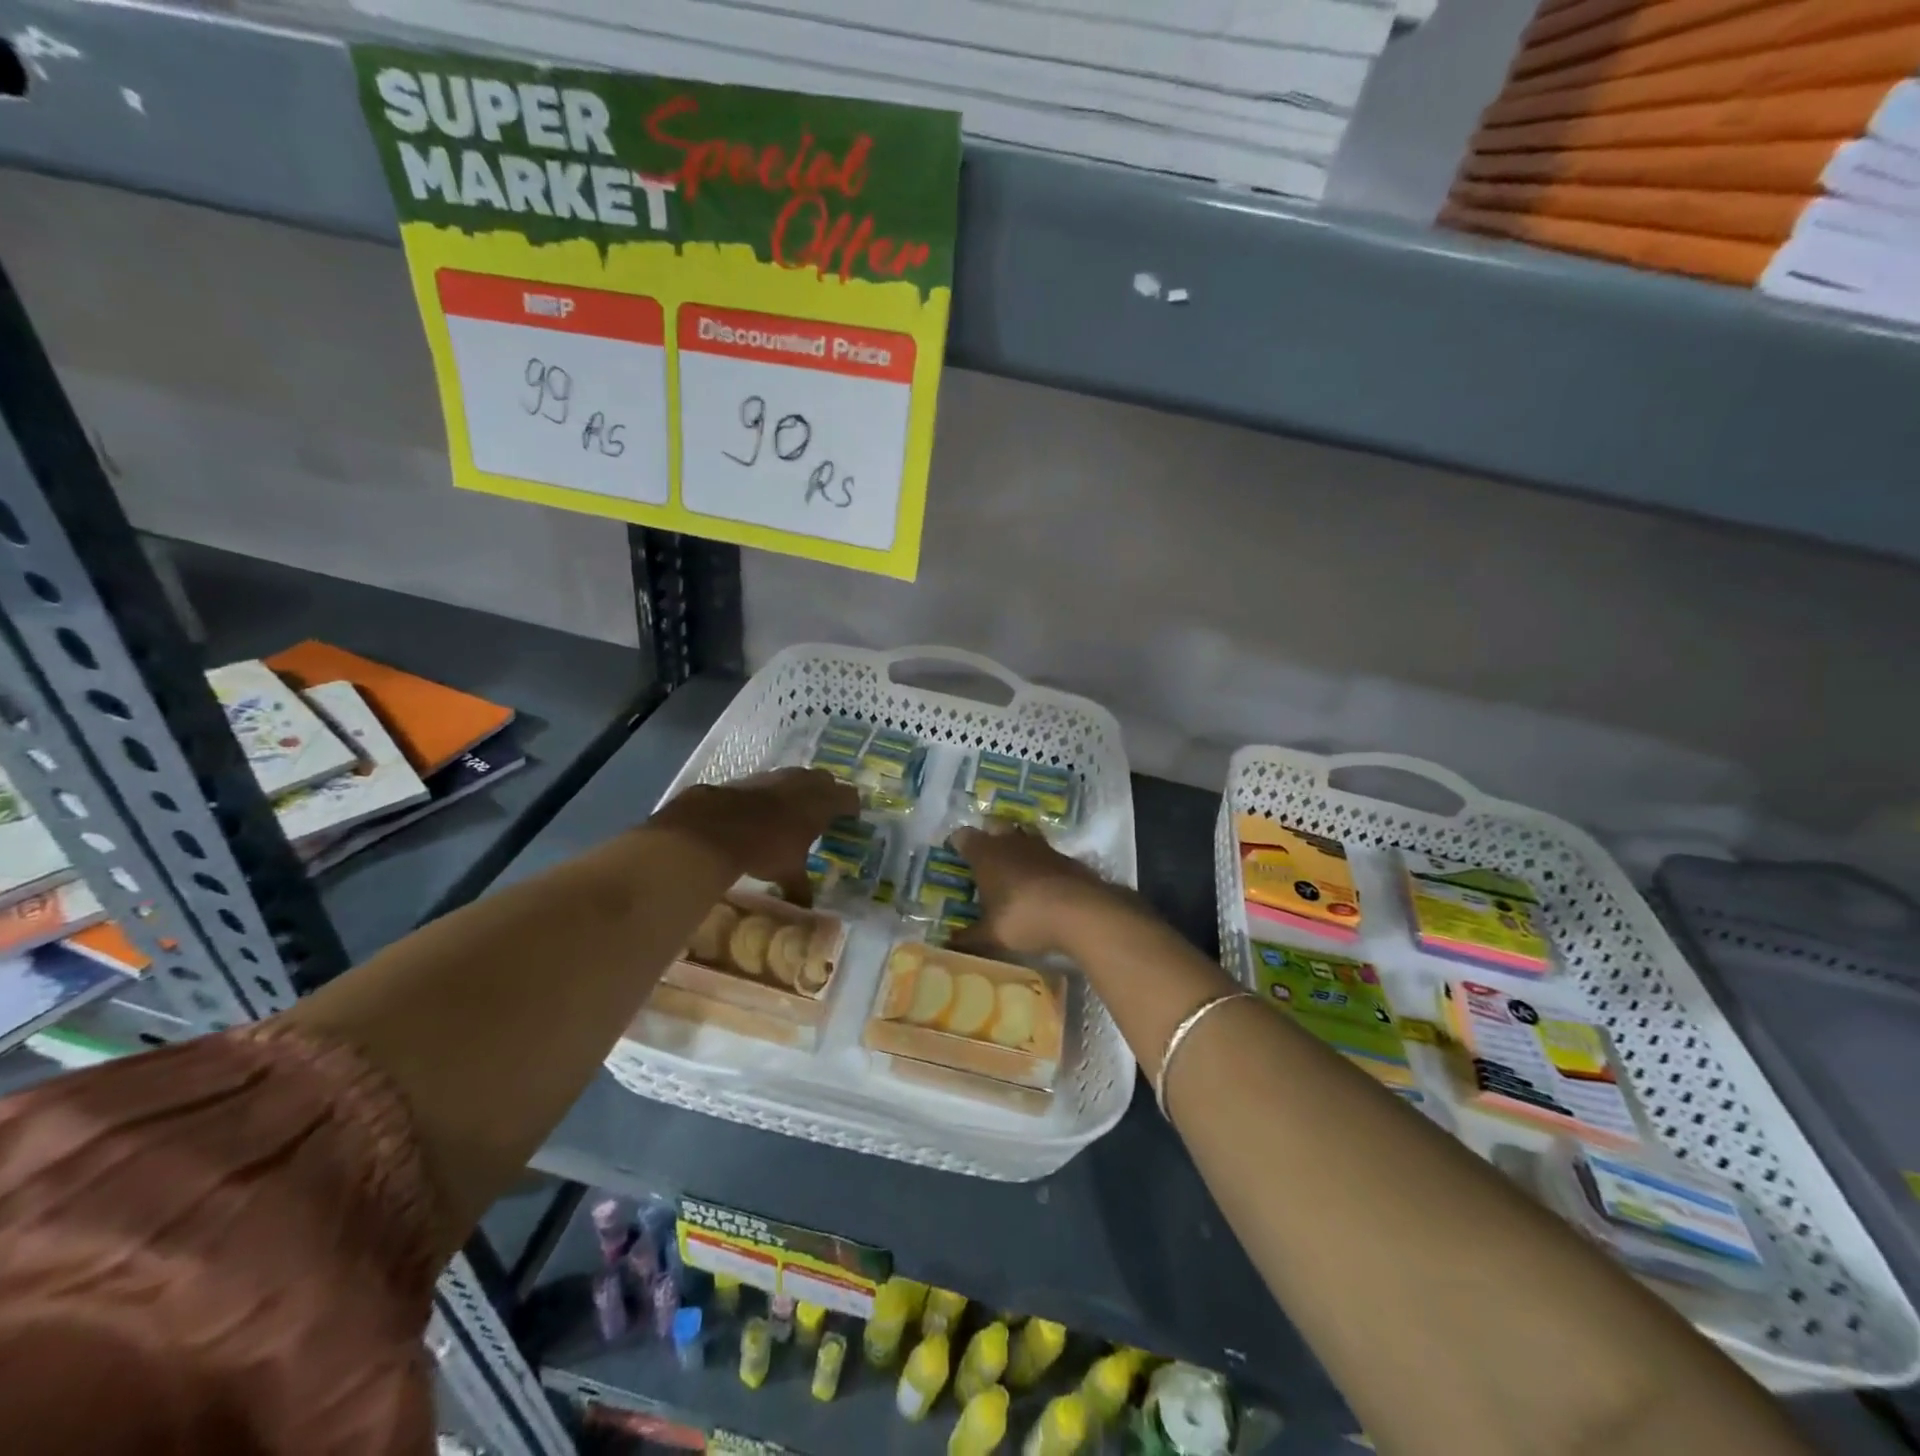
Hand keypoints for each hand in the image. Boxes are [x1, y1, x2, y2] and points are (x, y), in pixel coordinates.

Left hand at [651, 768, 856, 901]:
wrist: (714, 826)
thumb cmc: (765, 848)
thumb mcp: (787, 873)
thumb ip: (801, 887)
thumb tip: (806, 908)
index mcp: (822, 803)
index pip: (849, 797)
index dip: (852, 808)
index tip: (851, 820)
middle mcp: (804, 783)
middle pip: (826, 780)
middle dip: (829, 794)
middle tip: (825, 814)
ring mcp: (777, 776)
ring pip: (798, 777)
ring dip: (801, 790)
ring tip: (795, 812)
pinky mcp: (752, 777)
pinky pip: (773, 781)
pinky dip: (775, 793)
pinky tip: (765, 811)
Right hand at [950, 824, 1136, 957]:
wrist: (1081, 912)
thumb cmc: (1024, 917)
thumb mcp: (992, 935)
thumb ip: (968, 938)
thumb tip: (947, 944)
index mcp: (986, 854)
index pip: (963, 836)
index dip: (957, 843)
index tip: (954, 854)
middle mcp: (1011, 841)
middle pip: (995, 826)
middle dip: (988, 836)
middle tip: (984, 858)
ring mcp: (1041, 846)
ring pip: (1023, 835)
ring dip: (1016, 846)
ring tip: (1013, 868)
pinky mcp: (1065, 857)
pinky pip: (1046, 853)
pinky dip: (1039, 863)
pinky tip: (1041, 883)